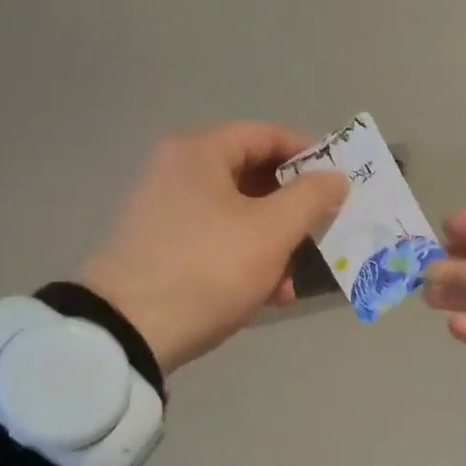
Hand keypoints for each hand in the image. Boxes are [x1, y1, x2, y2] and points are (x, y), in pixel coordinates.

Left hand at [79, 123, 348, 374]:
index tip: (338, 182)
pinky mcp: (158, 249)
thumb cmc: (207, 268)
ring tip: (295, 278)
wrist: (127, 331)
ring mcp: (163, 212)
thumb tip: (335, 177)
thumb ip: (310, 198)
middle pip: (250, 175)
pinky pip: (214, 241)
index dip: (307, 153)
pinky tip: (268, 294)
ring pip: (235, 214)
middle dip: (291, 207)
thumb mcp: (270, 232)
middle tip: (322, 231)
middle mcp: (175, 172)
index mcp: (198, 153)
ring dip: (272, 241)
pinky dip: (244, 258)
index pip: (265, 134)